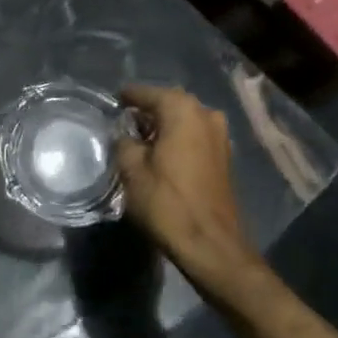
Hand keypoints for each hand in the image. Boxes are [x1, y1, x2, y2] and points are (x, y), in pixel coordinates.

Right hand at [115, 85, 264, 305]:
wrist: (210, 243)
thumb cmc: (167, 202)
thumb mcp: (131, 170)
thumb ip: (124, 142)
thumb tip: (125, 135)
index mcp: (182, 110)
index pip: (148, 93)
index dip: (128, 97)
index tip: (113, 100)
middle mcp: (206, 114)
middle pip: (170, 102)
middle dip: (148, 109)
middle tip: (125, 120)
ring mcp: (220, 135)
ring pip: (185, 119)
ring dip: (165, 124)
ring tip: (142, 137)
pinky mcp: (224, 156)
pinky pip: (196, 135)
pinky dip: (179, 137)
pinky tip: (163, 152)